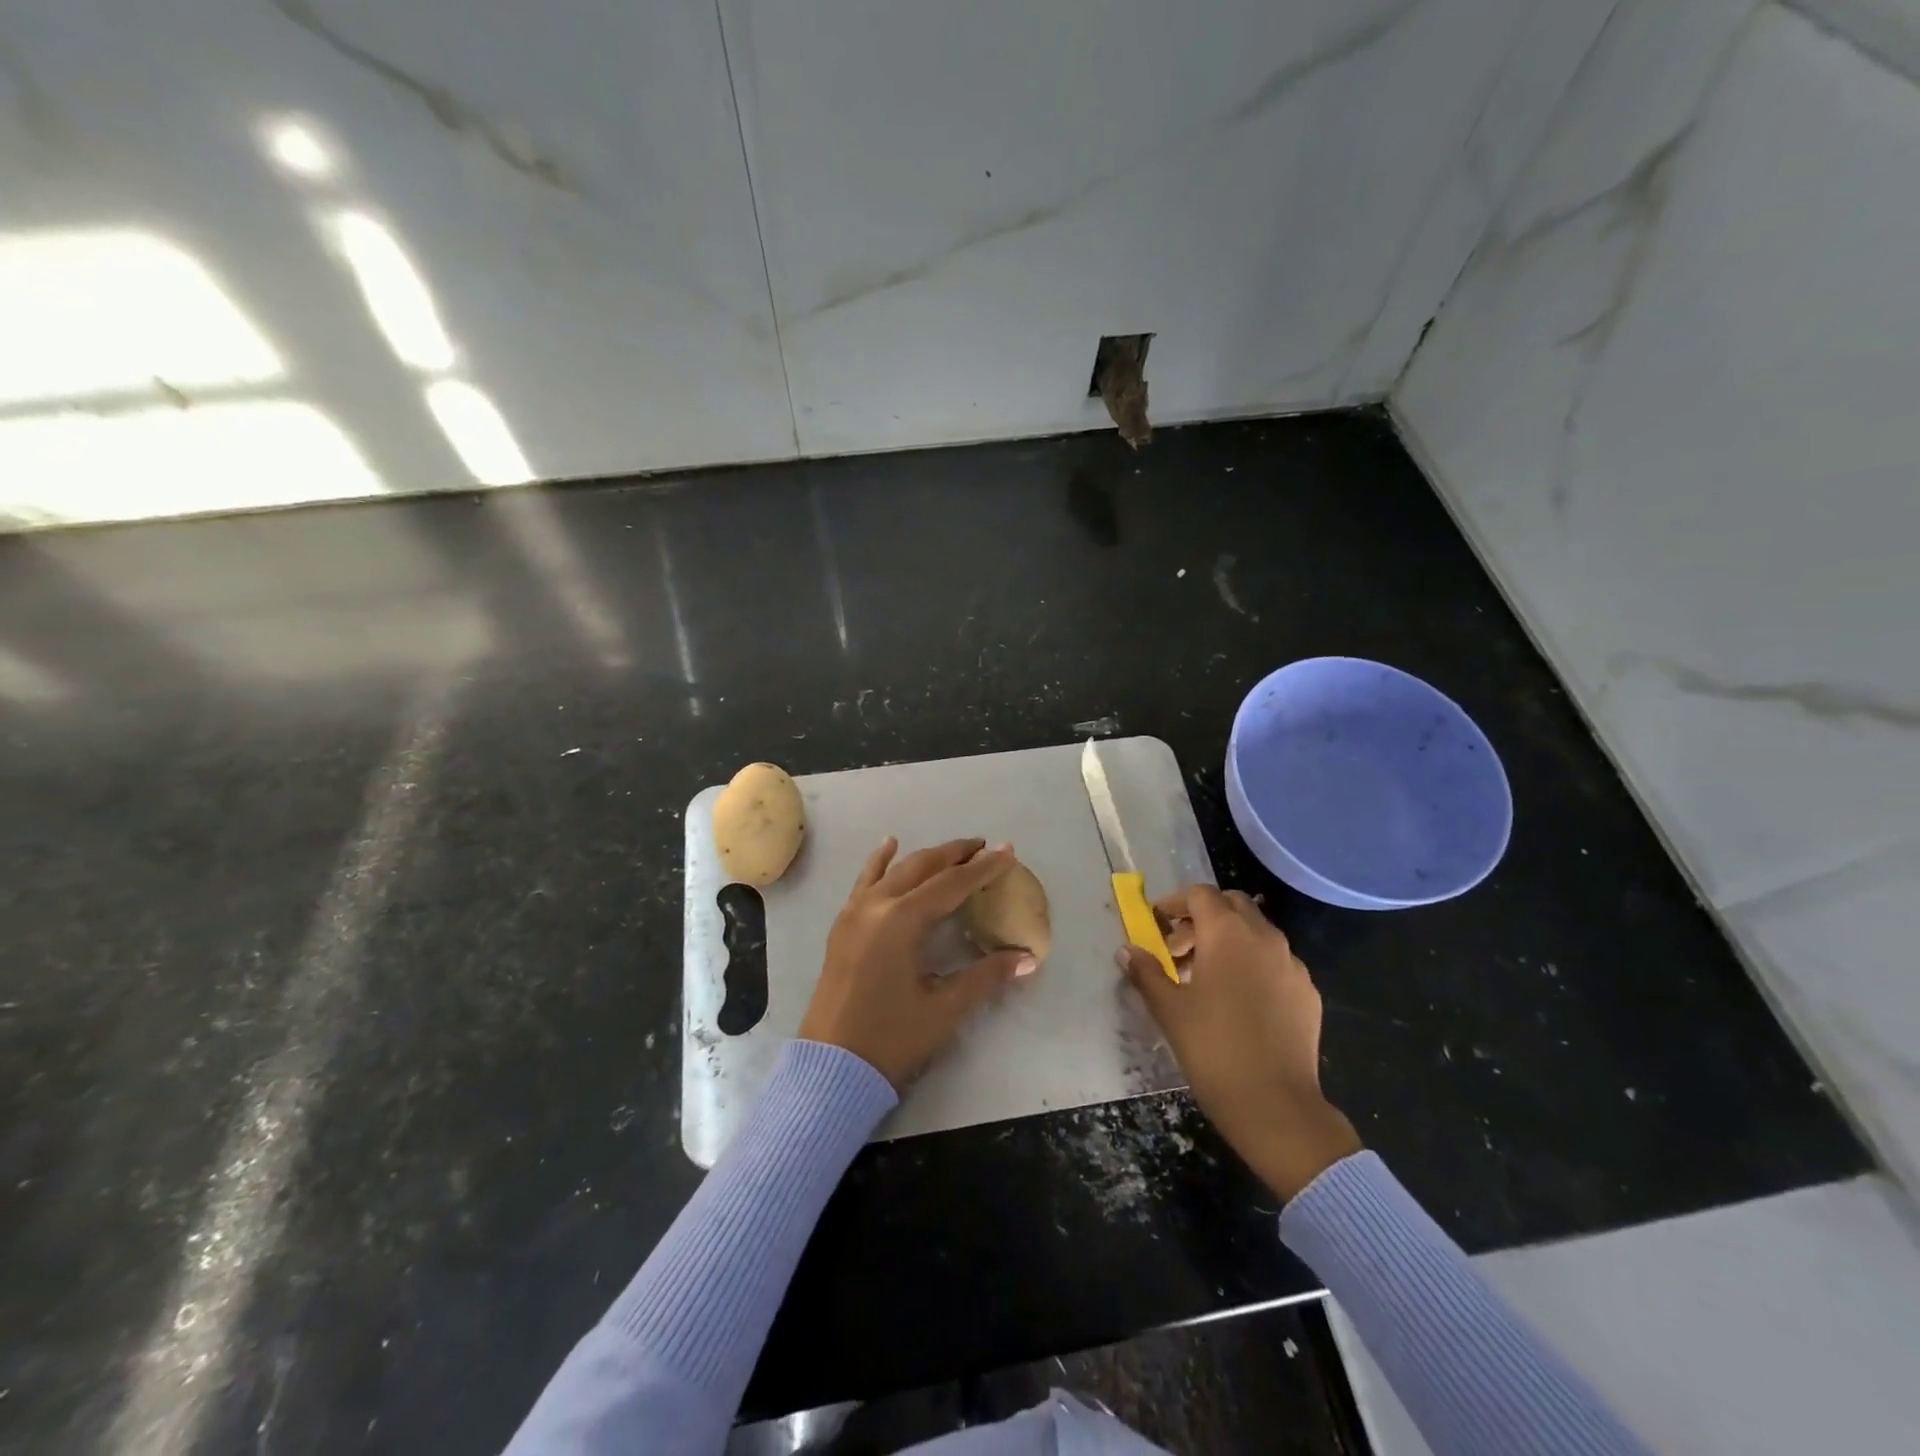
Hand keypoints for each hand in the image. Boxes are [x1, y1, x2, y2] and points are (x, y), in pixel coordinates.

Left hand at [799, 837, 1038, 1089]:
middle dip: (955, 854)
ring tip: (952, 849)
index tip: (1007, 851)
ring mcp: (854, 913)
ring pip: (894, 870)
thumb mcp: (944, 1008)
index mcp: (902, 921)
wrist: (830, 1068)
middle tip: (985, 846)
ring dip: (925, 856)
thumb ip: (986, 976)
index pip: (951, 884)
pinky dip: (880, 862)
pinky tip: (889, 846)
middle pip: (921, 867)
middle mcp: (876, 906)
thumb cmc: (891, 1039)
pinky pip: (865, 881)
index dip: (982, 868)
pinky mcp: (842, 926)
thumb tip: (1027, 958)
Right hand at [1120, 885, 1360, 1200]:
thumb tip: (1127, 950)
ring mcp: (1292, 964)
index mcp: (1227, 933)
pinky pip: (1276, 961)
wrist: (1276, 1106)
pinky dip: (1253, 963)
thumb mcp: (1169, 1009)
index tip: (1156, 923)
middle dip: (1203, 916)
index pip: (1199, 894)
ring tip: (1205, 977)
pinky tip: (1239, 1001)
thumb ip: (1146, 972)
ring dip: (1228, 939)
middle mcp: (1264, 937)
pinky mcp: (1308, 991)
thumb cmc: (1213, 1049)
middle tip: (1179, 948)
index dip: (1174, 902)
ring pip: (1257, 932)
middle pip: (1232, 904)